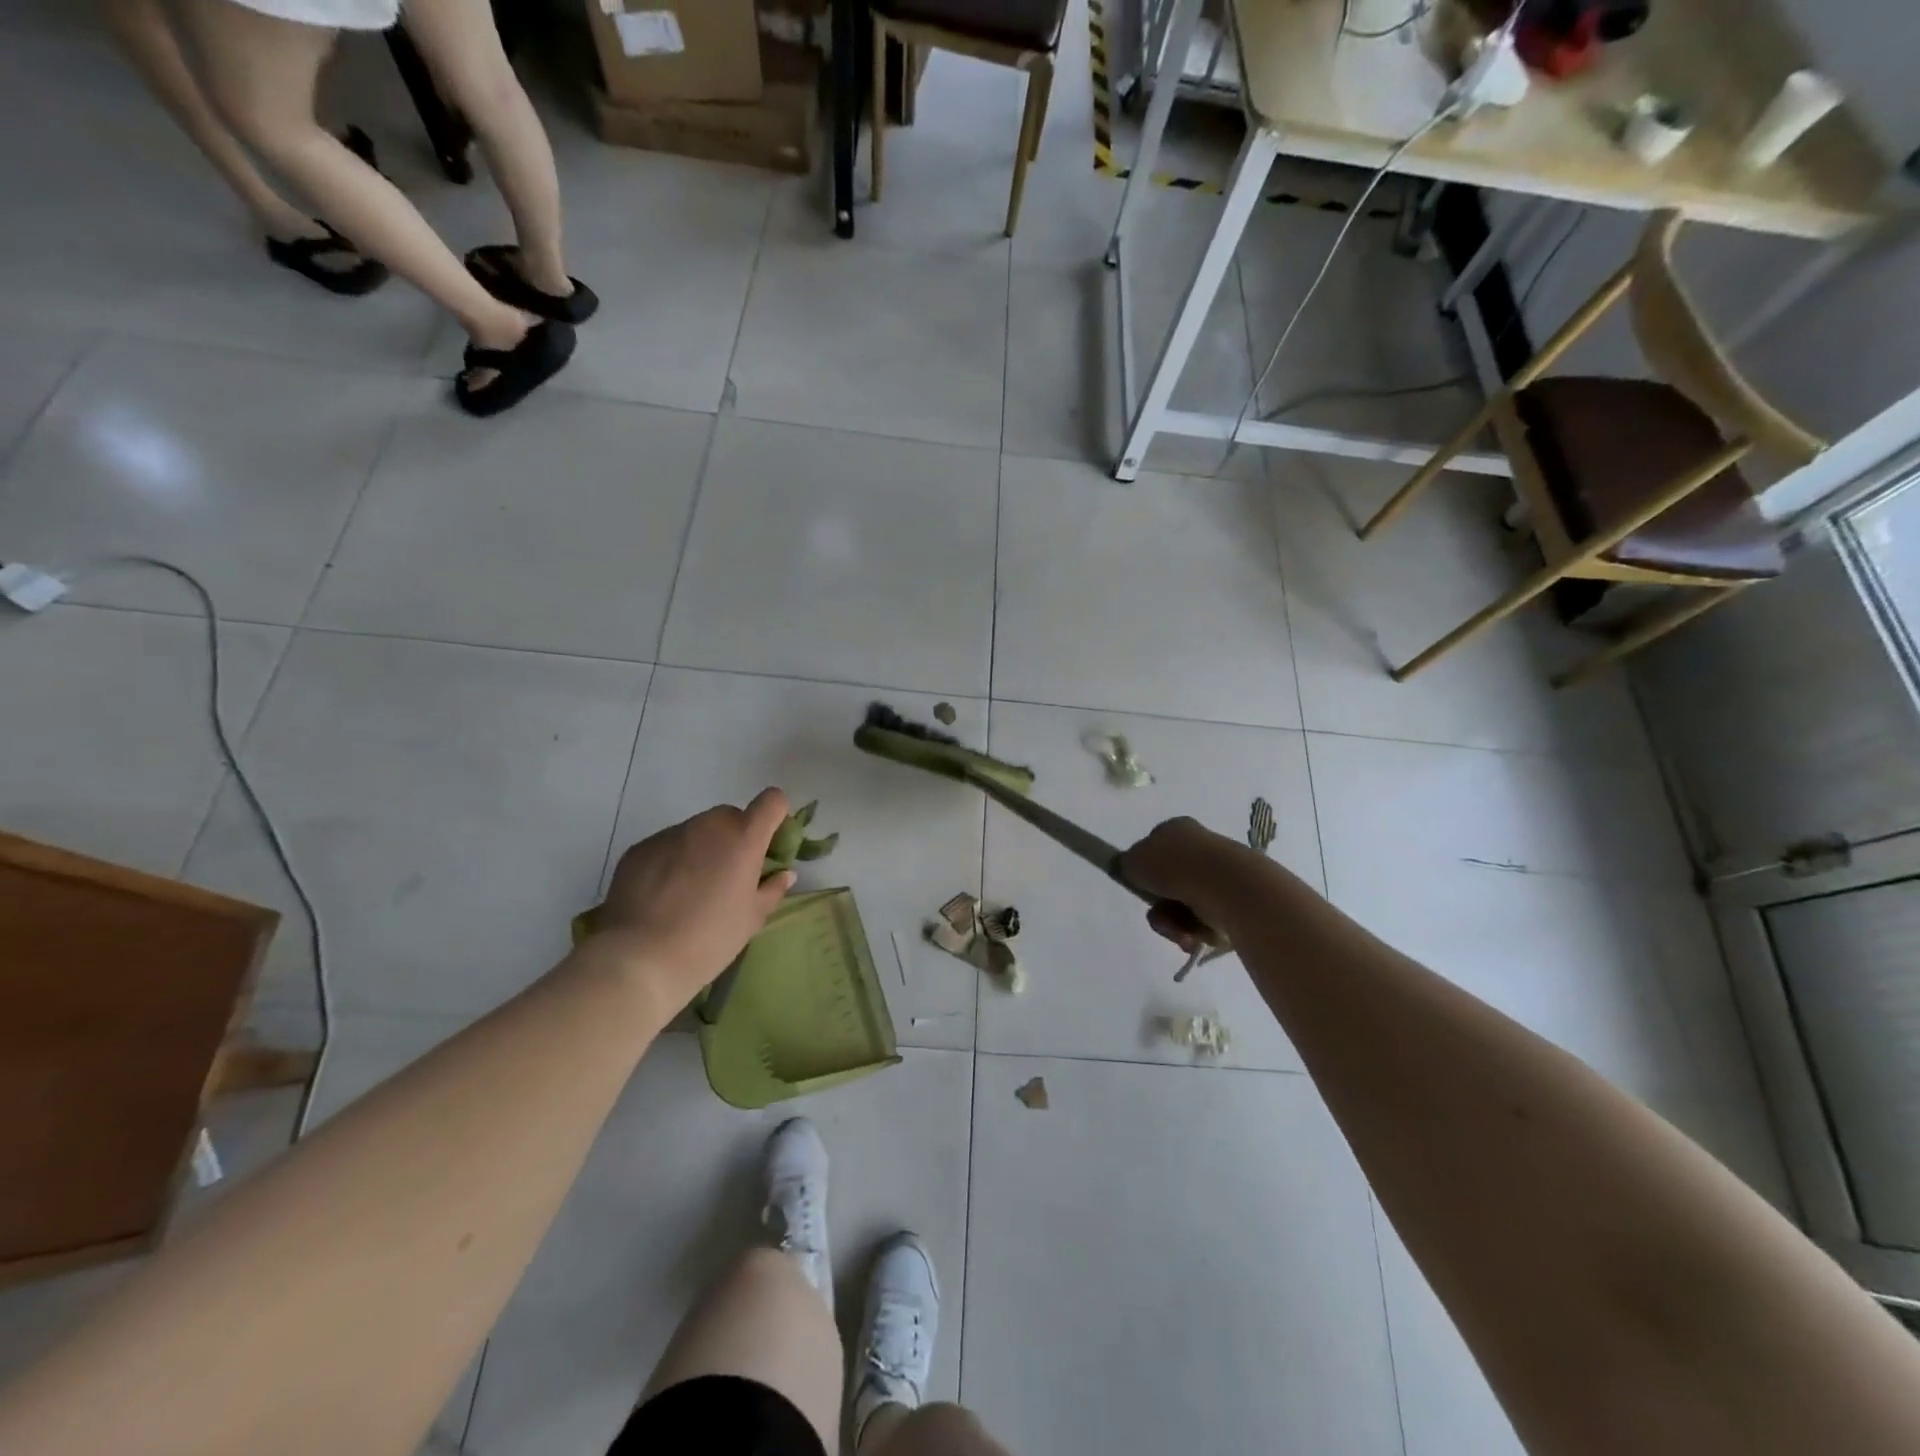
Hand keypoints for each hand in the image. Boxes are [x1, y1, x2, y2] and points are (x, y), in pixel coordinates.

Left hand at [594, 789, 796, 1016]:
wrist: (639, 960)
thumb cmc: (709, 939)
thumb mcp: (752, 918)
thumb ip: (772, 889)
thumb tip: (782, 874)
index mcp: (743, 837)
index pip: (772, 801)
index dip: (775, 818)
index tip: (770, 846)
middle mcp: (707, 826)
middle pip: (731, 816)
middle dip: (737, 838)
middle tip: (730, 876)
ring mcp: (669, 834)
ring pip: (697, 831)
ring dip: (703, 849)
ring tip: (692, 891)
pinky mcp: (639, 849)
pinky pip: (667, 846)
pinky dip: (673, 861)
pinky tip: (664, 897)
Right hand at [1120, 816, 1259, 952]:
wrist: (1227, 886)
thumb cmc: (1176, 867)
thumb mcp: (1133, 861)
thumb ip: (1126, 864)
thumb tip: (1130, 867)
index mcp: (1177, 829)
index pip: (1155, 849)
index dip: (1145, 870)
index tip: (1141, 887)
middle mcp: (1201, 847)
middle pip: (1169, 883)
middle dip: (1160, 906)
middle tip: (1159, 916)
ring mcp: (1220, 874)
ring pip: (1185, 906)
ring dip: (1175, 924)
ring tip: (1180, 932)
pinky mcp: (1236, 900)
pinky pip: (1205, 921)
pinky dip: (1196, 932)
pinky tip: (1196, 937)